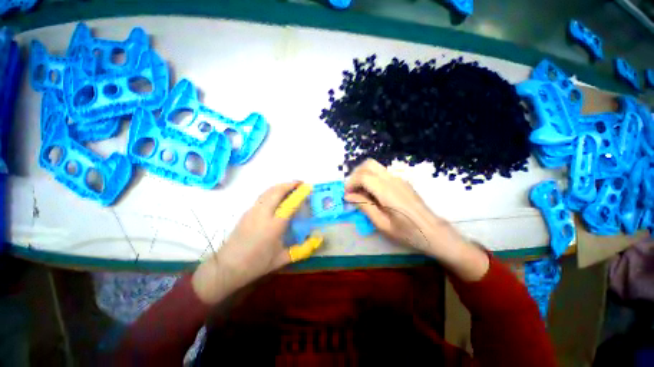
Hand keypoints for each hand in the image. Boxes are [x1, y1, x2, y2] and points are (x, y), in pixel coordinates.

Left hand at [192, 182, 314, 303]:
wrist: (227, 267)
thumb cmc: (257, 264)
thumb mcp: (283, 258)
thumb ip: (303, 248)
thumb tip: (318, 239)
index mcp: (274, 226)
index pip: (290, 204)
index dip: (300, 193)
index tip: (308, 187)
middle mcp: (263, 214)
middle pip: (277, 191)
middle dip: (290, 184)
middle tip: (300, 183)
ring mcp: (252, 211)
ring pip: (268, 191)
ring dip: (280, 185)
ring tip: (290, 186)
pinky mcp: (247, 212)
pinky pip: (262, 196)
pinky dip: (272, 191)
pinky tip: (277, 195)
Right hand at [344, 159, 488, 280]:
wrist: (433, 232)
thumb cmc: (408, 232)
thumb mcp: (382, 224)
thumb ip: (364, 206)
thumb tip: (349, 196)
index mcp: (387, 191)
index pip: (363, 176)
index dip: (351, 183)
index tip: (346, 195)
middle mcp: (393, 179)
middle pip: (368, 164)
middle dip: (355, 175)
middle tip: (352, 190)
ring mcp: (399, 178)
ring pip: (375, 167)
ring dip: (363, 175)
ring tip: (360, 192)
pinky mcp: (402, 181)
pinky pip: (382, 173)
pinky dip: (372, 178)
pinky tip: (373, 193)